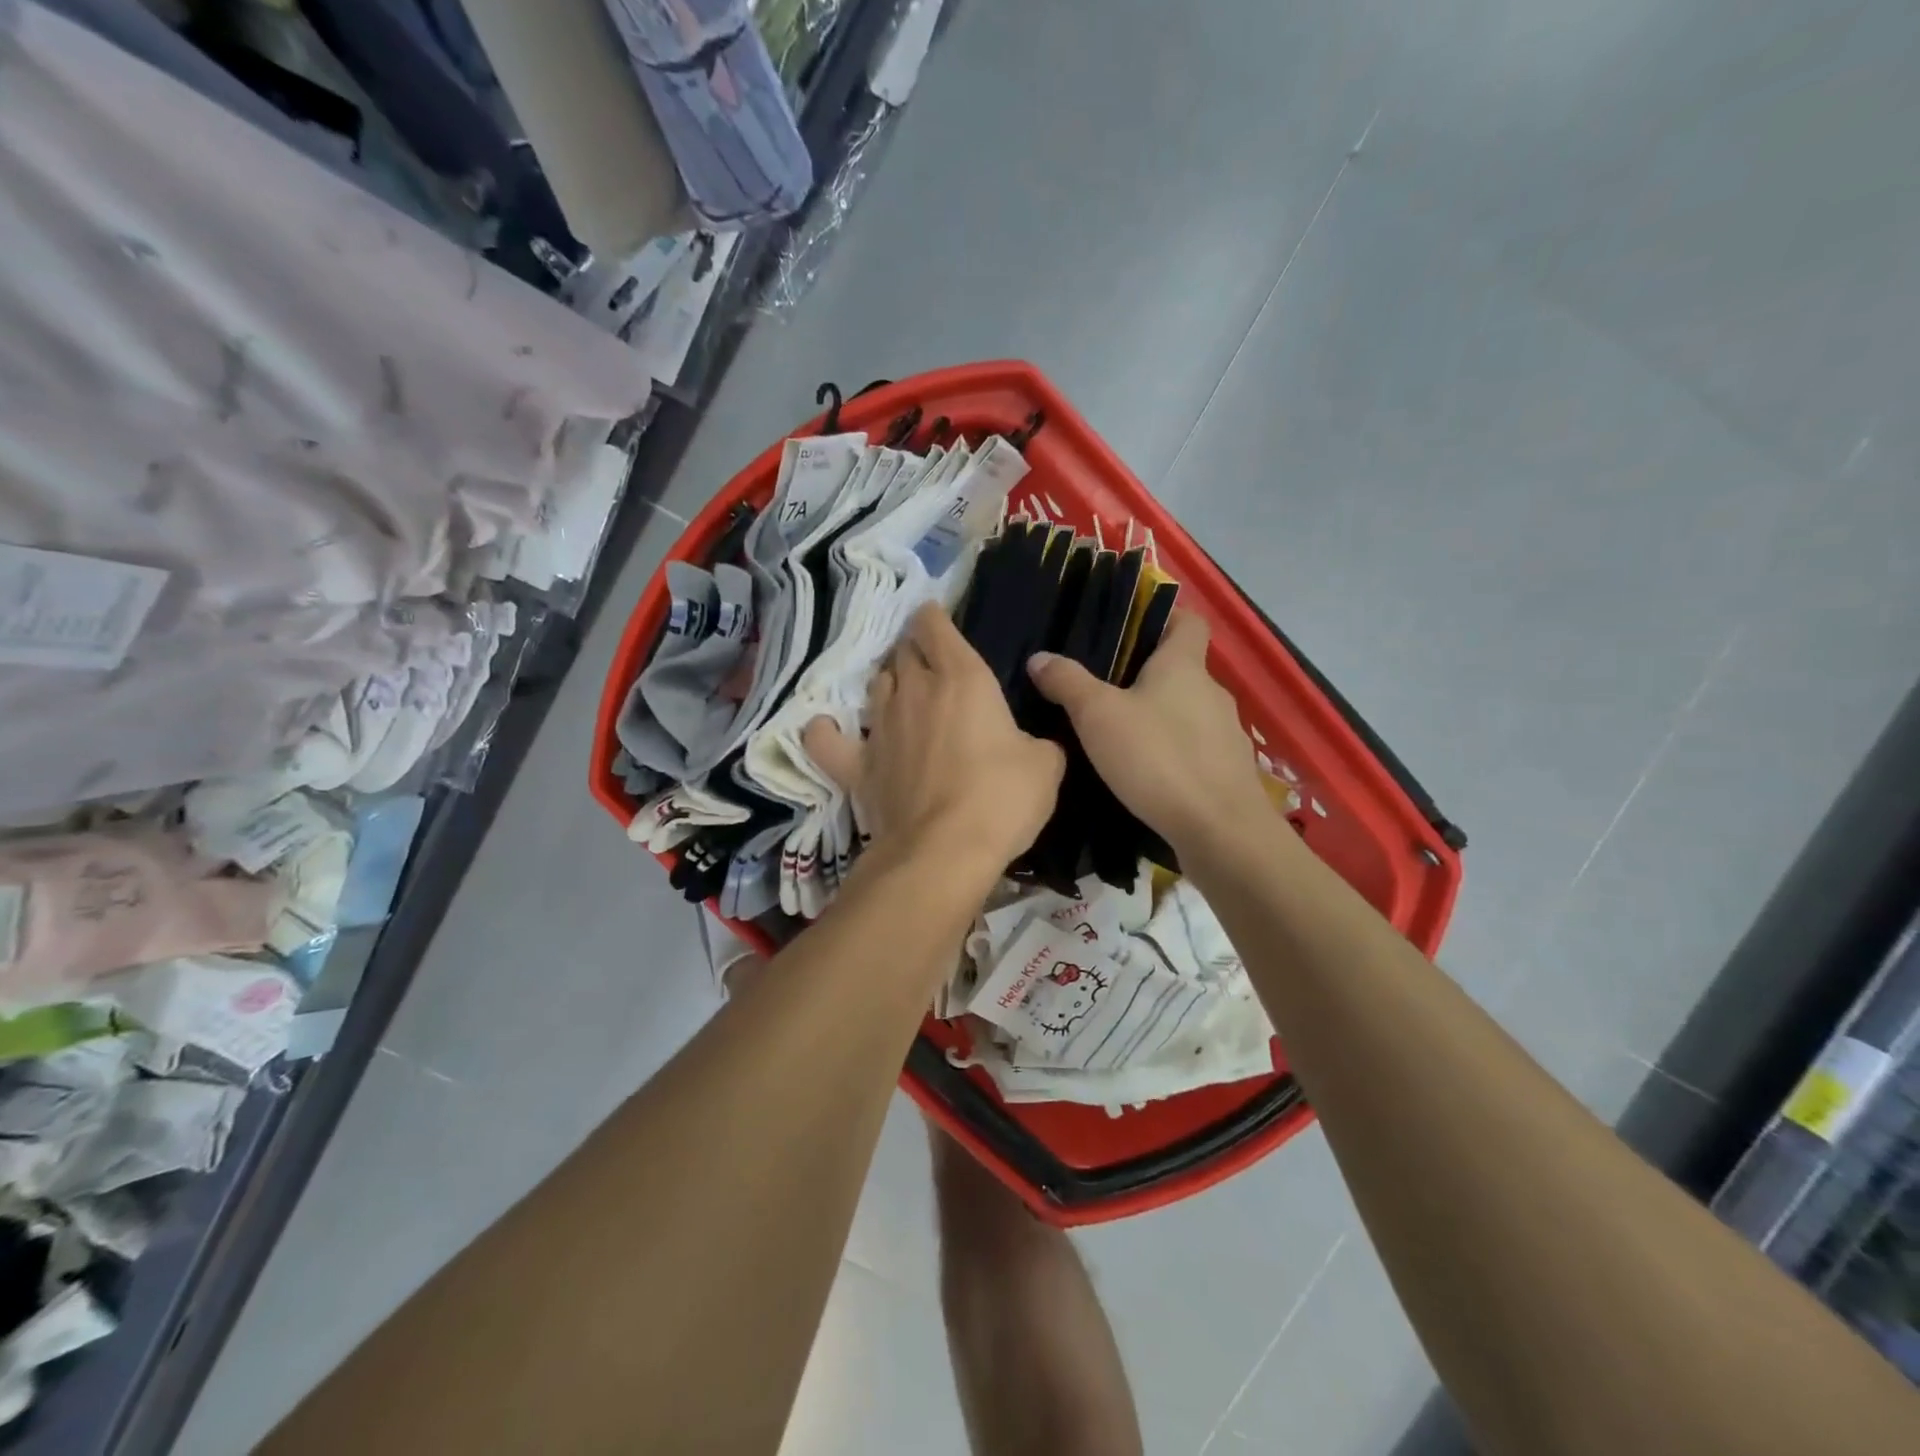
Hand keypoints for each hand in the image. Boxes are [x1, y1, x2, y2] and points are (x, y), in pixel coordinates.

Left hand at [805, 604, 1064, 875]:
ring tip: (898, 692)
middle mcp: (914, 691)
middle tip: (927, 662)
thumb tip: (1031, 746)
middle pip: (902, 652)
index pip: (935, 626)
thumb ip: (1039, 742)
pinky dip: (826, 731)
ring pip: (874, 686)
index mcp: (962, 678)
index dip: (933, 617)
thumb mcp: (1045, 765)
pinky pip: (827, 739)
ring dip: (886, 683)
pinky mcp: (857, 765)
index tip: (935, 617)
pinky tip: (828, 728)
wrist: (944, 850)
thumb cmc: (1001, 798)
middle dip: (913, 649)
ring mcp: (880, 726)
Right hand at [1027, 610, 1265, 852]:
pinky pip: (1195, 747)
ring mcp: (1226, 732)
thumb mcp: (1098, 716)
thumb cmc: (1157, 758)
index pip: (1188, 621)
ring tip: (1120, 736)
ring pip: (1187, 711)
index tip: (1130, 631)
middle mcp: (1212, 691)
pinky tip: (1147, 774)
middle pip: (1182, 669)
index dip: (1163, 618)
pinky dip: (1173, 751)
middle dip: (1147, 675)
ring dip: (1160, 716)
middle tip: (1104, 690)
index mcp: (1184, 666)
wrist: (1219, 830)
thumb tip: (1039, 657)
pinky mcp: (1228, 770)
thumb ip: (1067, 683)